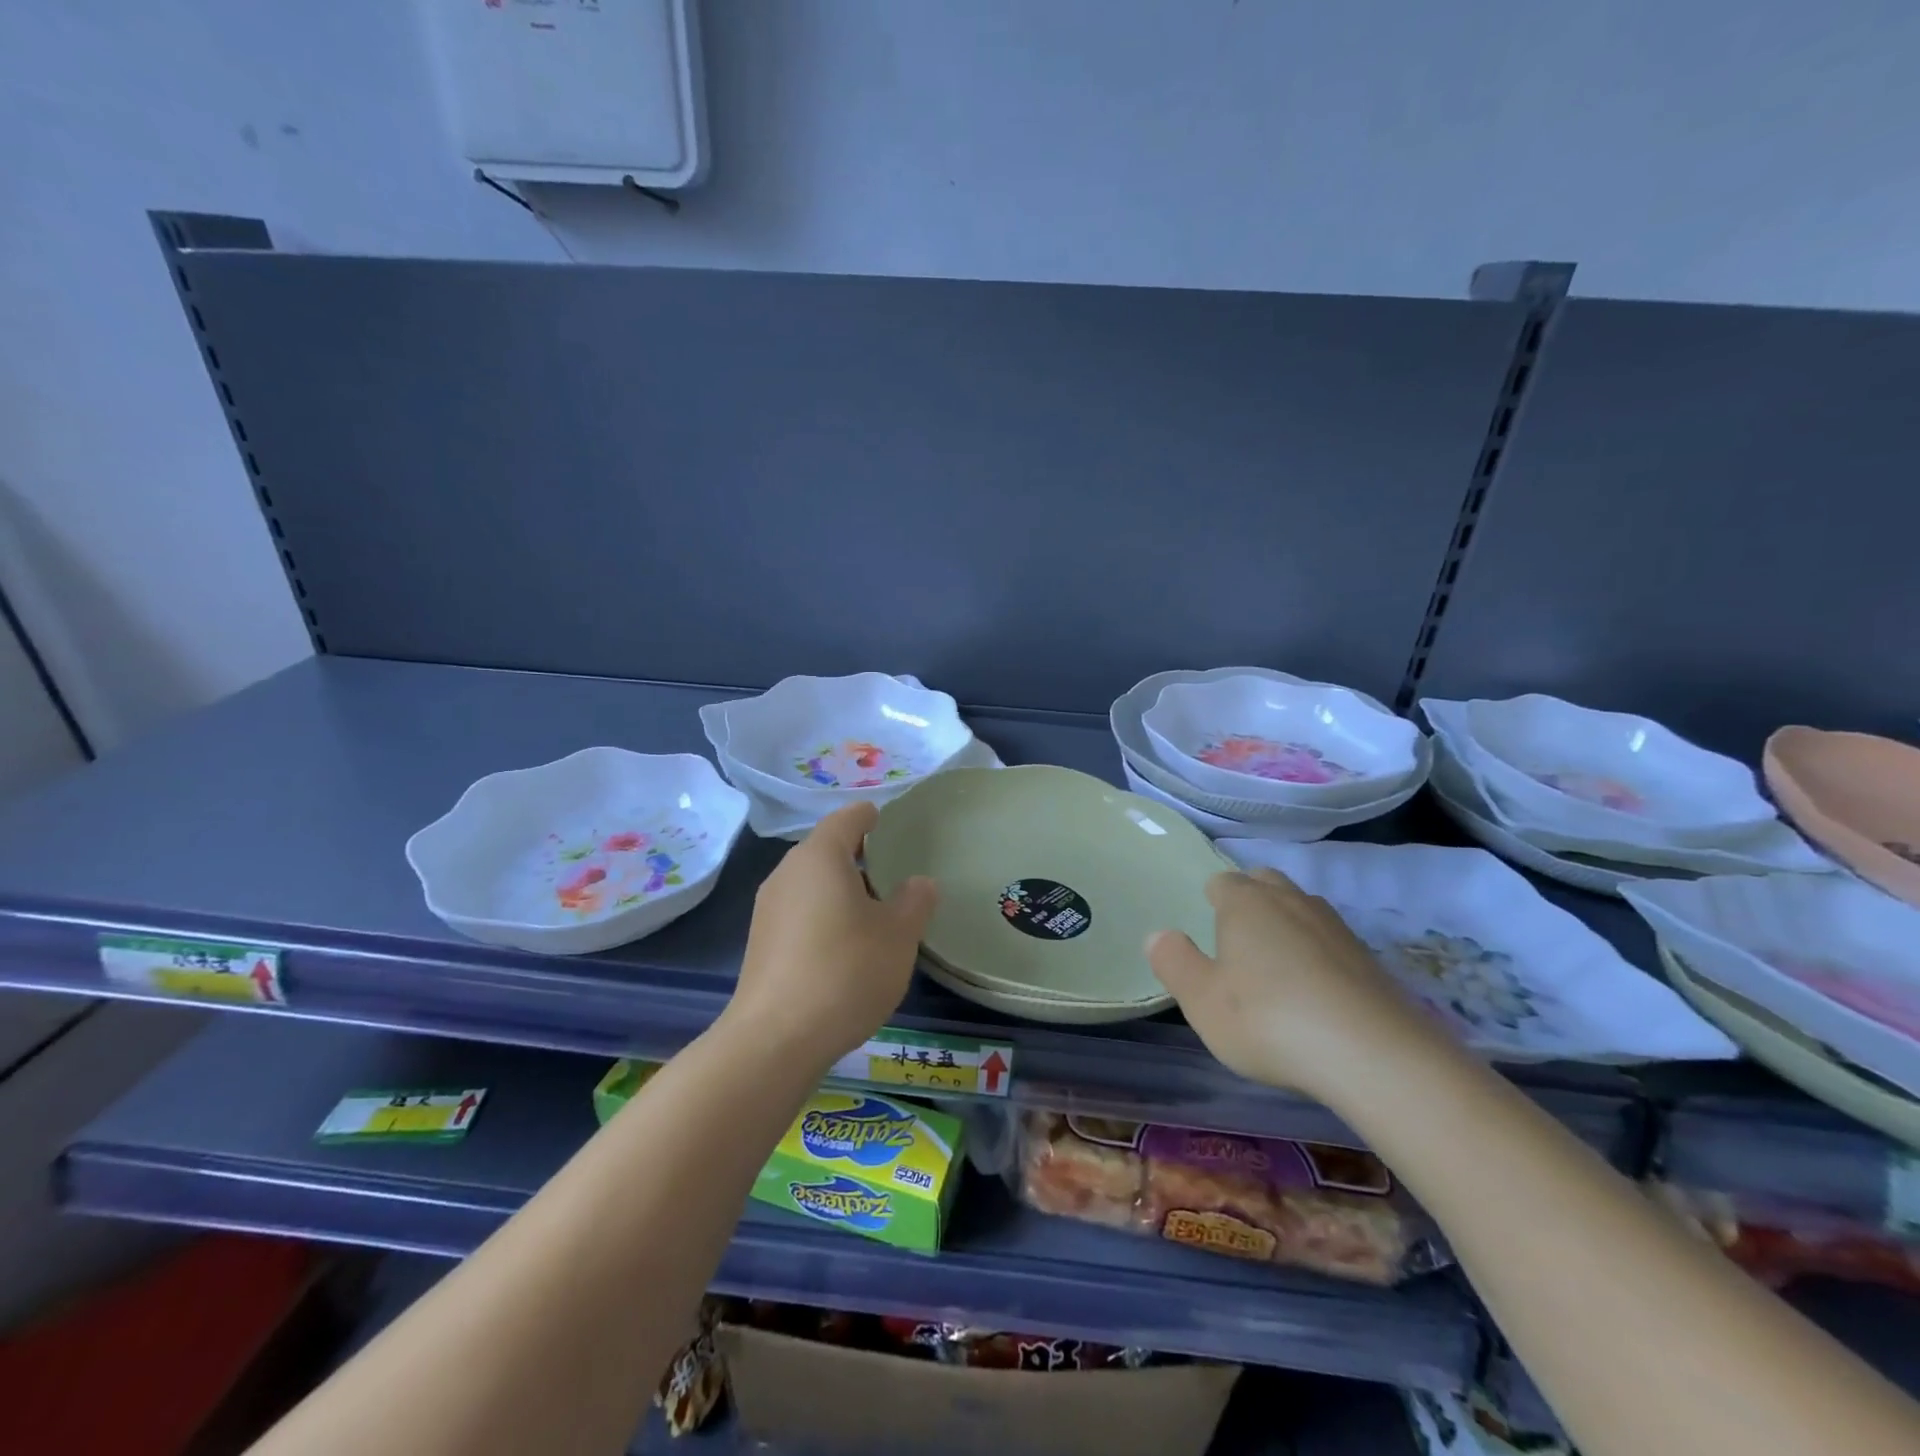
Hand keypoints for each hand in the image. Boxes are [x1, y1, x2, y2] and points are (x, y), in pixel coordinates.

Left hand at [728, 802, 937, 1073]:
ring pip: (811, 883)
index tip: (887, 819)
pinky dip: (823, 914)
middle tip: (892, 869)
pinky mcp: (761, 943)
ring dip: (840, 888)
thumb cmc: (846, 971)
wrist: (776, 1039)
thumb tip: (919, 883)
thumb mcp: (898, 935)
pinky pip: (799, 912)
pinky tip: (845, 945)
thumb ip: (914, 902)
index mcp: (819, 857)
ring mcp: (768, 909)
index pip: (846, 819)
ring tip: (874, 910)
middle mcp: (787, 873)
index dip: (869, 816)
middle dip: (857, 855)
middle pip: (825, 850)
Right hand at [1147, 868, 1447, 1101]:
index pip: (1222, 882)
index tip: (1208, 932)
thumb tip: (1158, 935)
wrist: (1374, 1055)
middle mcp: (1291, 900)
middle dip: (1250, 902)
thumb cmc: (1269, 1019)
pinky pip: (1332, 943)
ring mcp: (1336, 927)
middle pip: (1265, 883)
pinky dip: (1319, 957)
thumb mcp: (1202, 1000)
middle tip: (1239, 943)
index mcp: (1245, 902)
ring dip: (1287, 927)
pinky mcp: (1370, 959)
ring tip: (1277, 969)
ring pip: (1302, 909)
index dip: (1211, 902)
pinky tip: (1316, 995)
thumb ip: (1175, 963)